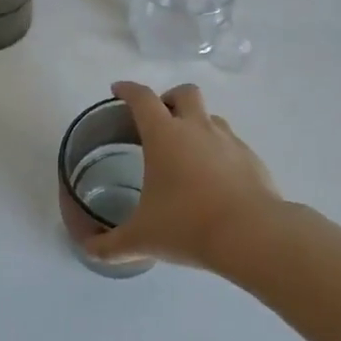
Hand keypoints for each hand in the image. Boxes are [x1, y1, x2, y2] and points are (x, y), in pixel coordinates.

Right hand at [84, 81, 282, 270]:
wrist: (251, 235)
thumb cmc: (188, 226)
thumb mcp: (141, 240)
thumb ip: (109, 245)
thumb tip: (89, 251)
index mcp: (165, 136)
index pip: (142, 99)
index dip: (127, 90)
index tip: (118, 90)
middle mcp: (197, 128)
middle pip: (184, 93)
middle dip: (169, 98)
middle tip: (158, 119)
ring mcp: (229, 141)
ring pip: (211, 117)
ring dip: (196, 123)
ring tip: (186, 151)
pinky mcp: (251, 159)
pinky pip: (231, 143)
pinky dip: (218, 151)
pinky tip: (214, 178)